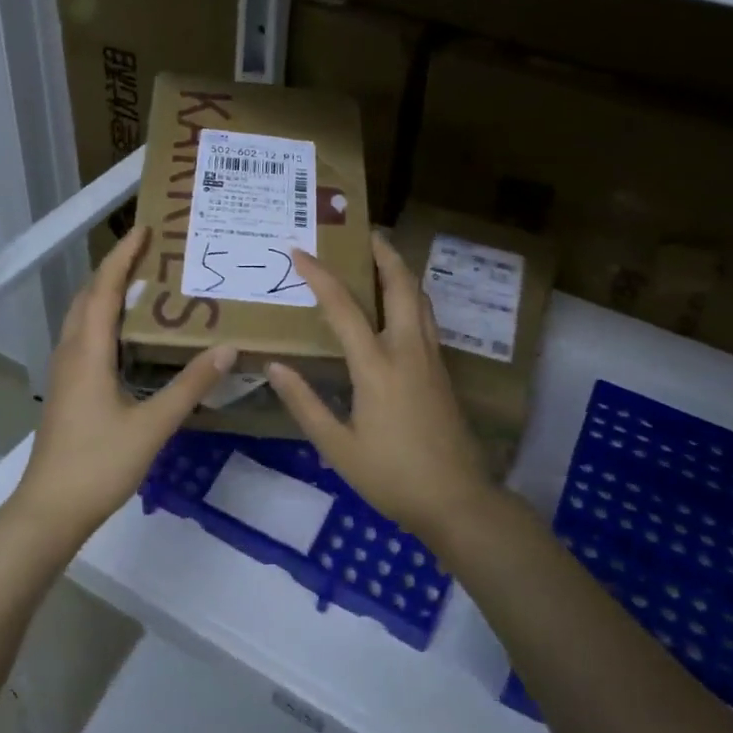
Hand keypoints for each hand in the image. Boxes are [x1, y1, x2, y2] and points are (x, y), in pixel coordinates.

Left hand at [10, 226, 236, 540]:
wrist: (49, 510)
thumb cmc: (99, 464)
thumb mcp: (152, 425)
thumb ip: (190, 385)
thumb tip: (227, 348)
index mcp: (88, 352)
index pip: (103, 290)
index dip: (122, 257)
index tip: (143, 229)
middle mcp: (71, 353)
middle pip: (87, 297)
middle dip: (114, 269)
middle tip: (149, 254)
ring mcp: (64, 373)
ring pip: (81, 318)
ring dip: (105, 293)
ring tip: (142, 286)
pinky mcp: (67, 390)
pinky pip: (83, 338)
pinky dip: (102, 319)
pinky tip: (126, 336)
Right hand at [266, 235, 493, 544]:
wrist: (457, 500)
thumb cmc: (392, 476)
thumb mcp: (338, 447)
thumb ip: (305, 403)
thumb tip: (275, 367)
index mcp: (377, 366)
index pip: (344, 307)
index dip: (320, 275)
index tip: (299, 251)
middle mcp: (408, 350)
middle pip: (402, 285)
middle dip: (383, 252)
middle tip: (362, 232)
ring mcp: (431, 358)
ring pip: (420, 298)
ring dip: (401, 271)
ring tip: (380, 257)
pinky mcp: (442, 371)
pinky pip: (426, 318)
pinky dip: (410, 296)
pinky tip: (397, 306)